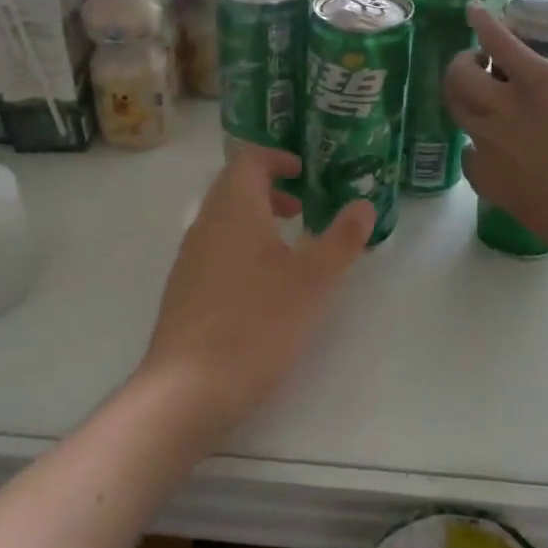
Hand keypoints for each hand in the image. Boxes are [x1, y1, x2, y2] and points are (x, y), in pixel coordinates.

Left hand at [138, 145, 373, 433]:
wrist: (187, 390)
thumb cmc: (256, 324)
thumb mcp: (313, 281)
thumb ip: (342, 239)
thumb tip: (364, 204)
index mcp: (234, 209)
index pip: (248, 159)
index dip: (276, 157)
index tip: (304, 171)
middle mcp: (205, 224)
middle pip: (233, 186)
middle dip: (268, 188)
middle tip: (302, 208)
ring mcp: (189, 258)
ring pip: (223, 219)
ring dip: (255, 219)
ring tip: (288, 248)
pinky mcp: (183, 290)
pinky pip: (214, 248)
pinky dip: (240, 247)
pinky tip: (261, 286)